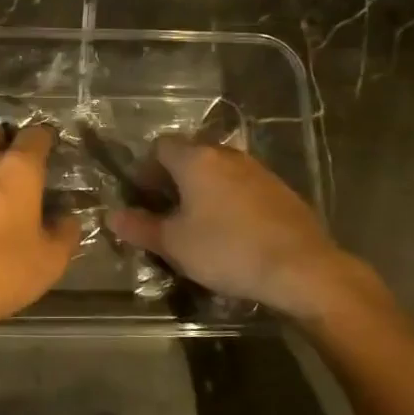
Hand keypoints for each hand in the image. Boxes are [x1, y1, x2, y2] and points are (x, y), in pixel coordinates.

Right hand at [107, 137, 372, 320]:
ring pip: (218, 171)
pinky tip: (233, 232)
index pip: (160, 146)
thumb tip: (112, 216)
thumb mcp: (175, 244)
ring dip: (204, 190)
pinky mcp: (280, 190)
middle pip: (190, 155)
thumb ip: (141, 227)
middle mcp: (226, 155)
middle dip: (174, 179)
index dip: (146, 169)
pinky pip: (243, 186)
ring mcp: (257, 170)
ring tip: (199, 224)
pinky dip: (230, 200)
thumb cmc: (227, 250)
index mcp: (196, 159)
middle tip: (167, 213)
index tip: (143, 197)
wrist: (301, 268)